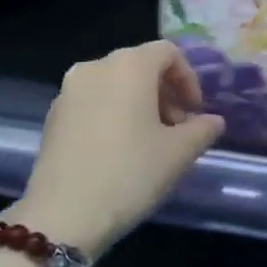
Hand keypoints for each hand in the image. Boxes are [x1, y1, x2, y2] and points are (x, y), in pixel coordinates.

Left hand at [9, 40, 224, 260]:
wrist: (63, 214)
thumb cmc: (130, 174)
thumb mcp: (178, 154)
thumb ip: (202, 130)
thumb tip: (213, 121)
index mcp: (129, 66)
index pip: (168, 52)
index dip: (188, 78)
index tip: (195, 113)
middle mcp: (96, 66)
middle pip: (140, 65)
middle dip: (164, 92)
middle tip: (176, 129)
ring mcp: (69, 90)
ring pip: (114, 83)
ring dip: (138, 103)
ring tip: (149, 142)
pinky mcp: (53, 114)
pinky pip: (92, 100)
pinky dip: (112, 112)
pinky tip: (118, 150)